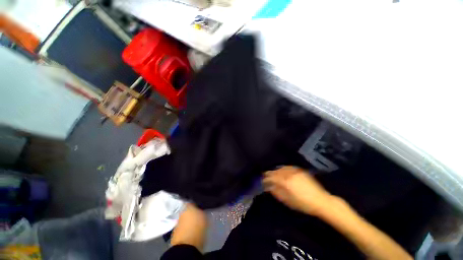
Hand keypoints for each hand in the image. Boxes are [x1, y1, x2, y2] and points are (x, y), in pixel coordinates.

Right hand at [262, 166, 332, 215]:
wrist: (321, 200)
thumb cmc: (303, 204)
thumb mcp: (288, 201)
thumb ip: (277, 192)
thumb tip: (268, 187)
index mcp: (285, 182)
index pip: (272, 177)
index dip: (265, 179)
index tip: (262, 181)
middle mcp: (289, 173)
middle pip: (275, 171)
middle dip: (269, 174)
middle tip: (265, 177)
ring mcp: (295, 171)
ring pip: (281, 168)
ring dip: (275, 171)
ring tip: (273, 174)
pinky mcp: (299, 170)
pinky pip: (288, 167)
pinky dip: (282, 169)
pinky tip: (281, 171)